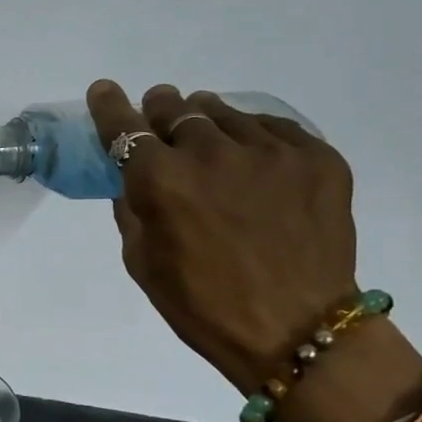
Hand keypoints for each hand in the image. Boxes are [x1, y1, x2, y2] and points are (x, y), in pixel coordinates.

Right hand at [86, 81, 363, 394]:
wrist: (297, 330)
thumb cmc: (202, 304)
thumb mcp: (141, 261)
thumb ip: (132, 208)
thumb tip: (132, 177)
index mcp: (160, 181)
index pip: (124, 127)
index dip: (109, 105)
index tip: (104, 91)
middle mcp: (211, 153)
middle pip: (176, 109)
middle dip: (160, 111)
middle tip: (160, 120)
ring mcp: (269, 151)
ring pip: (224, 113)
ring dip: (206, 123)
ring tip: (209, 143)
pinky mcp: (317, 157)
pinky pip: (273, 128)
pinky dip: (253, 137)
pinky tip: (253, 162)